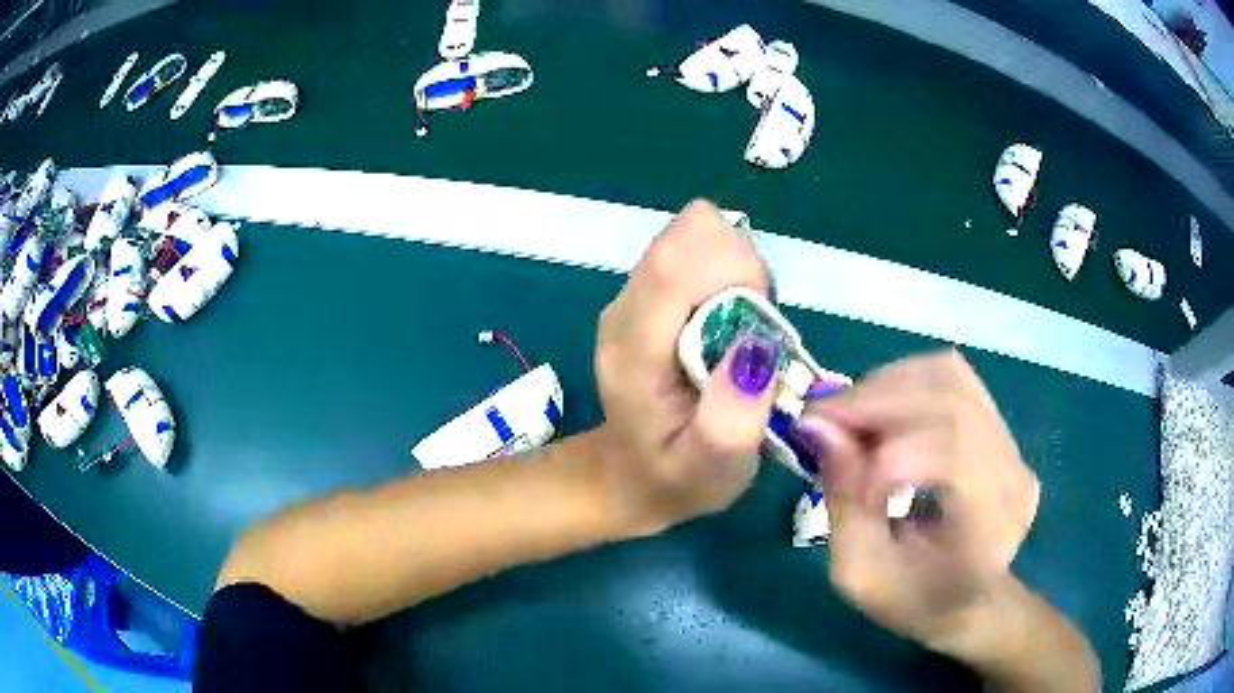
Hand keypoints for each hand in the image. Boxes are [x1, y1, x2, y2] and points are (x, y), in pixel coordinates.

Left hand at [594, 200, 777, 534]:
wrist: (631, 476)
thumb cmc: (677, 478)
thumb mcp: (712, 470)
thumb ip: (733, 418)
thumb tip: (756, 343)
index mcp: (633, 350)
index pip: (675, 263)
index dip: (734, 266)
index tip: (764, 312)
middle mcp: (624, 309)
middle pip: (690, 237)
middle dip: (741, 270)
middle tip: (754, 331)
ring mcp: (631, 296)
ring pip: (695, 238)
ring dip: (736, 274)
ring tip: (741, 333)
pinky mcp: (645, 294)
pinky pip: (695, 253)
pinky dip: (725, 277)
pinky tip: (727, 325)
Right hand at [798, 350, 1040, 651]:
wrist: (969, 602)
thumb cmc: (914, 600)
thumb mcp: (861, 573)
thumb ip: (842, 503)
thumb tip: (820, 428)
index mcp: (989, 523)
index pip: (952, 452)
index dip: (887, 450)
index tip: (828, 457)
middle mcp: (1012, 471)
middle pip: (948, 400)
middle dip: (874, 401)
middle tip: (821, 419)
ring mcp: (1011, 443)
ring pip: (948, 376)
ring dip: (887, 385)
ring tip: (849, 415)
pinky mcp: (1000, 428)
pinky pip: (952, 379)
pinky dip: (906, 382)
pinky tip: (880, 410)